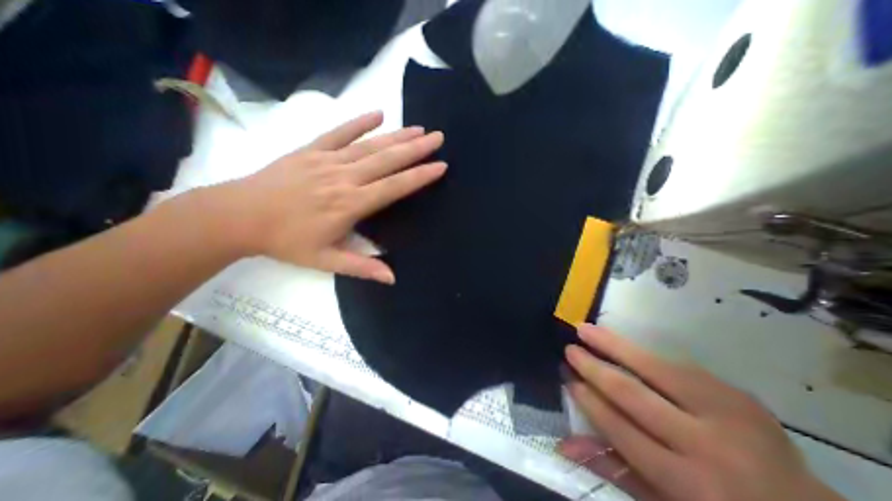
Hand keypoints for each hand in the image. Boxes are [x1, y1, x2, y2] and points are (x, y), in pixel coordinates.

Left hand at [209, 111, 445, 285]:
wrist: (239, 216)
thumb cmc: (287, 241)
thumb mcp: (326, 261)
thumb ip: (362, 267)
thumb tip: (392, 278)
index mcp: (350, 204)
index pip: (393, 187)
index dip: (419, 176)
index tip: (440, 166)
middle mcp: (344, 178)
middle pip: (387, 160)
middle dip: (416, 149)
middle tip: (438, 138)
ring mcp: (327, 160)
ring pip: (369, 146)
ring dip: (396, 136)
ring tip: (418, 129)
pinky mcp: (311, 150)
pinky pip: (338, 133)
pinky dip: (358, 122)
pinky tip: (377, 114)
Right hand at [555, 325, 843, 500]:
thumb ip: (613, 469)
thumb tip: (563, 444)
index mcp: (689, 484)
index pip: (620, 428)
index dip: (589, 399)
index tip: (567, 377)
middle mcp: (708, 446)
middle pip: (633, 394)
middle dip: (594, 367)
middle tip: (569, 349)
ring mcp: (727, 414)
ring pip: (654, 367)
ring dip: (613, 345)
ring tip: (585, 329)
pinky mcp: (737, 393)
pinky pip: (676, 365)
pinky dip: (641, 351)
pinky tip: (619, 341)